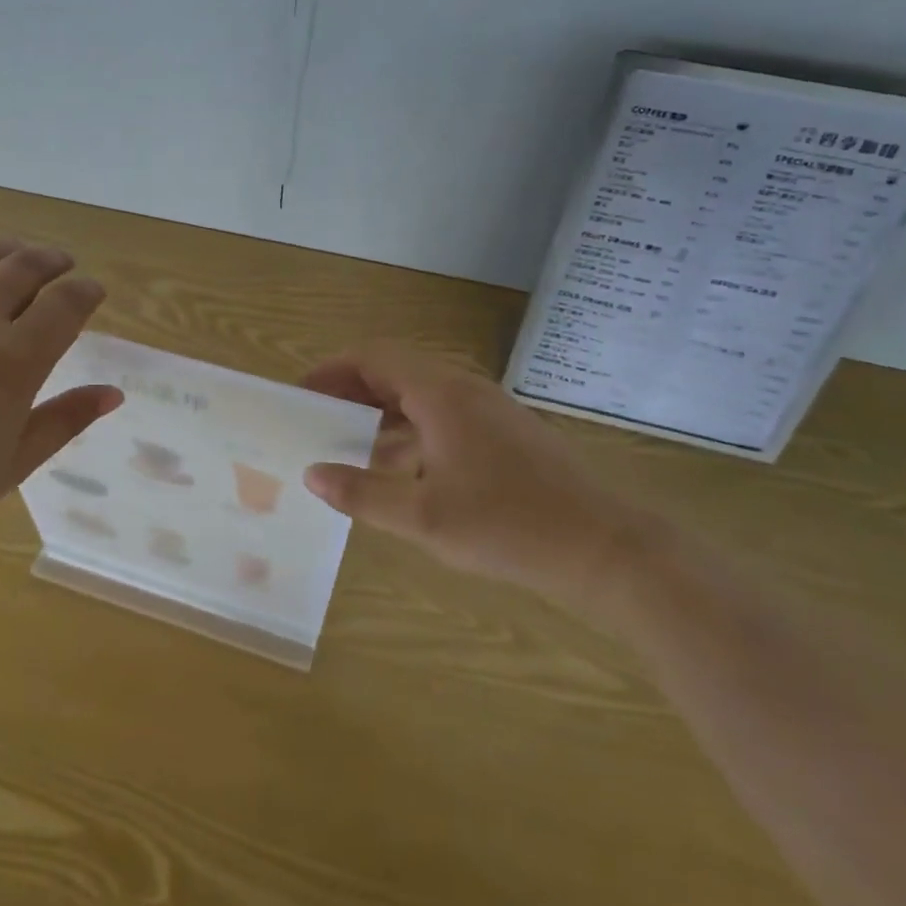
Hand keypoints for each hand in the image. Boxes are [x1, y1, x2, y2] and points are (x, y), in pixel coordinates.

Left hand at [0, 239, 121, 543]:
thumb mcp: (12, 464)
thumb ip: (66, 421)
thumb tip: (113, 393)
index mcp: (13, 360)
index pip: (65, 305)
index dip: (87, 292)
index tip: (94, 292)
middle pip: (24, 268)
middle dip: (53, 262)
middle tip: (63, 266)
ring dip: (8, 250)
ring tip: (20, 255)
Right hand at [302, 344, 665, 630]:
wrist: (603, 548)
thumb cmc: (507, 525)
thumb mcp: (424, 516)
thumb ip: (363, 493)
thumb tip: (313, 474)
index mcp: (441, 393)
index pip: (373, 357)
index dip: (333, 370)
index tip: (302, 394)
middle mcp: (463, 388)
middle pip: (395, 371)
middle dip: (352, 391)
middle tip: (318, 420)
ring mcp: (488, 410)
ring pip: (419, 396)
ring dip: (381, 413)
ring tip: (348, 447)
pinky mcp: (504, 434)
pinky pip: (442, 417)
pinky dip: (410, 432)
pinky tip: (399, 472)